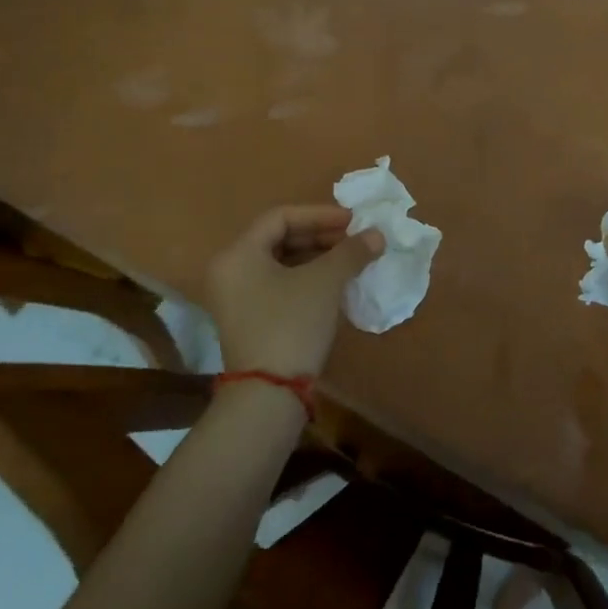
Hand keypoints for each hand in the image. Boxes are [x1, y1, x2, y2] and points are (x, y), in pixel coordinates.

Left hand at [207, 205, 383, 380]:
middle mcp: (230, 271)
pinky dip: (306, 279)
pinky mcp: (248, 320)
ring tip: (351, 260)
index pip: (281, 217)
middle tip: (355, 240)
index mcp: (238, 254)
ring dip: (317, 258)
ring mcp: (236, 299)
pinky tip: (335, 284)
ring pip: (280, 264)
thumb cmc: (291, 324)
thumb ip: (351, 252)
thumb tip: (377, 235)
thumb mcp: (325, 282)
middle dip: (321, 236)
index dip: (320, 214)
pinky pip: (278, 285)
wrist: (269, 393)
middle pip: (279, 239)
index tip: (353, 221)